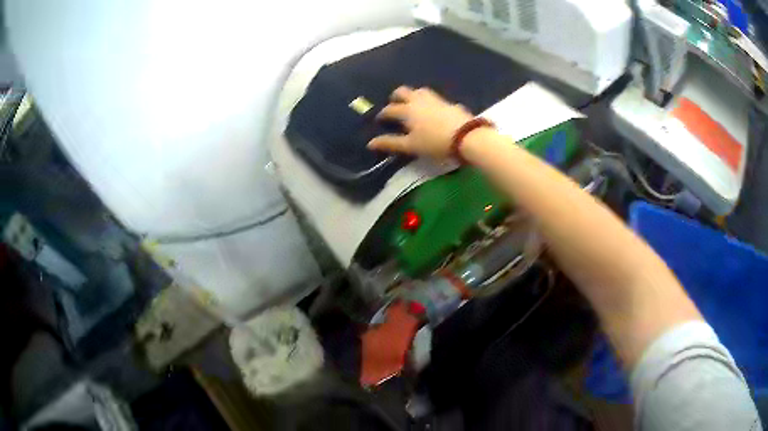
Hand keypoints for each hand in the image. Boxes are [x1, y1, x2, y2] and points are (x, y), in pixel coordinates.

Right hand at [367, 86, 472, 158]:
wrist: (467, 137)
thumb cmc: (435, 143)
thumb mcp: (411, 146)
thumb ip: (391, 143)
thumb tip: (370, 143)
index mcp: (407, 110)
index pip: (390, 109)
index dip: (383, 114)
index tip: (380, 119)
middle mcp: (419, 101)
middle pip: (404, 92)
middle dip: (396, 96)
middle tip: (394, 104)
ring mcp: (436, 99)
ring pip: (420, 91)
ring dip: (413, 95)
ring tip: (412, 103)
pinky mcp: (449, 103)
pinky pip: (435, 98)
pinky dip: (429, 101)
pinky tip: (433, 109)